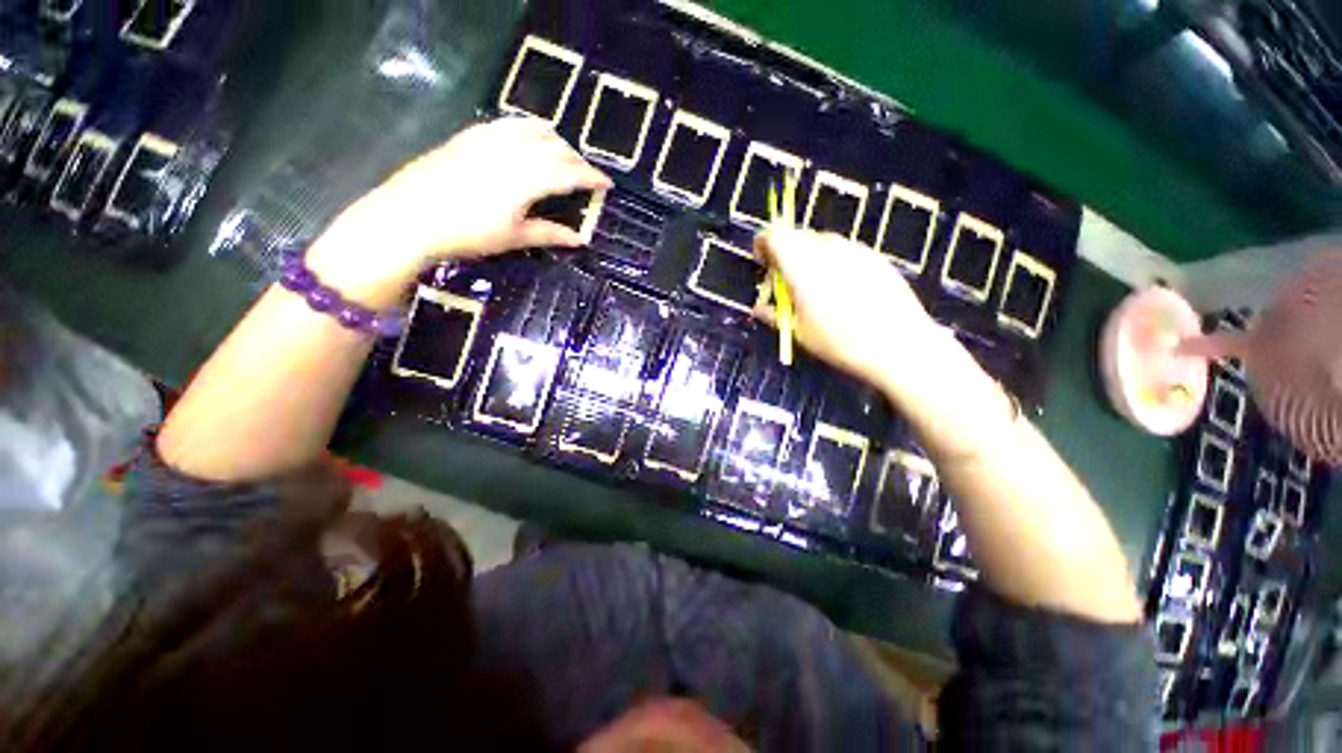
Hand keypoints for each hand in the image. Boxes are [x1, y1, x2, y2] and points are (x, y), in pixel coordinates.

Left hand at [306, 118, 611, 307]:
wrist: (410, 217)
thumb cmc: (468, 233)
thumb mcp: (514, 237)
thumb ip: (549, 233)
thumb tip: (580, 239)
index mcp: (527, 178)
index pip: (570, 172)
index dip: (591, 177)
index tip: (607, 183)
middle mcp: (513, 150)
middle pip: (555, 146)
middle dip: (576, 159)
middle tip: (584, 176)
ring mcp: (489, 138)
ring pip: (533, 128)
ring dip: (554, 140)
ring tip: (561, 155)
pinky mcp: (470, 135)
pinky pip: (508, 123)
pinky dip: (527, 129)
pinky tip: (526, 141)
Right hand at [753, 227, 953, 396]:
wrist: (899, 345)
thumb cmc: (840, 342)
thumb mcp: (799, 333)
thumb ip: (774, 315)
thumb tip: (757, 310)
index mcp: (802, 266)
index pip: (775, 236)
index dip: (763, 244)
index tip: (762, 263)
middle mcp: (827, 249)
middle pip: (797, 236)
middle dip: (785, 252)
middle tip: (785, 279)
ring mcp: (854, 250)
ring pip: (821, 242)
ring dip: (808, 256)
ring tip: (813, 285)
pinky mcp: (874, 257)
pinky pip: (843, 251)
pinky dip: (832, 261)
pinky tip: (841, 288)